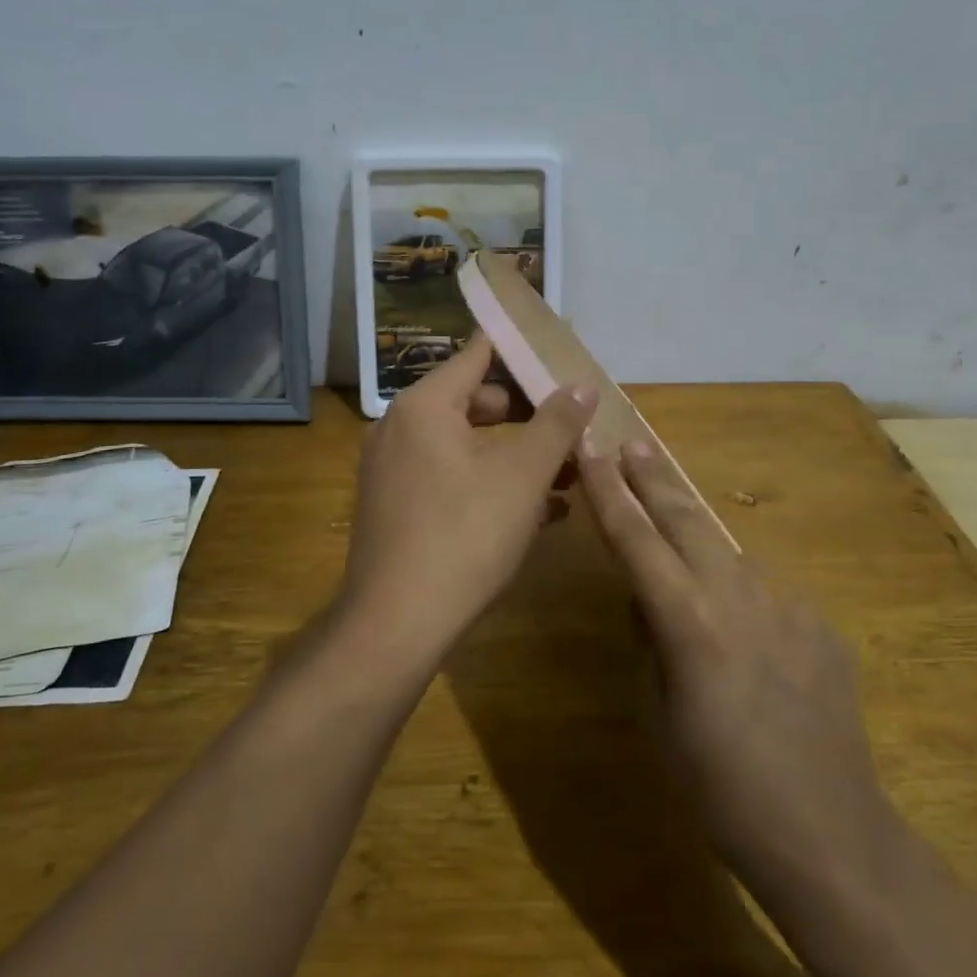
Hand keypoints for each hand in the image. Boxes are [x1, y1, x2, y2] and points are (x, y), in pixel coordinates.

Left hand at [337, 337, 594, 667]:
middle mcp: (400, 428)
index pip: (478, 354)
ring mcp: (394, 470)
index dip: (522, 350)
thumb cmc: (465, 535)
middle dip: (530, 415)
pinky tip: (539, 513)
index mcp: (424, 405)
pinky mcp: (397, 507)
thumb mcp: (523, 475)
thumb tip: (582, 385)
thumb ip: (557, 423)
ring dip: (518, 456)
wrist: (396, 625)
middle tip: (575, 428)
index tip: (561, 355)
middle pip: (475, 401)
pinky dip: (492, 483)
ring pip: (467, 445)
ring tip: (571, 476)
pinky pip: (451, 478)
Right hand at [579, 440, 895, 900]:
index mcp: (688, 621)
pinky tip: (743, 633)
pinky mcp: (820, 623)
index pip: (635, 539)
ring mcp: (787, 604)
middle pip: (685, 519)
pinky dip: (742, 594)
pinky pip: (766, 593)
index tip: (591, 449)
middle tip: (632, 443)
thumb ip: (652, 640)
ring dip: (698, 541)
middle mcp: (738, 595)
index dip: (607, 492)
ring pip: (728, 554)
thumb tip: (649, 600)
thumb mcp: (659, 712)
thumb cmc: (720, 786)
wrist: (829, 832)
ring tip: (677, 537)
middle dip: (652, 479)